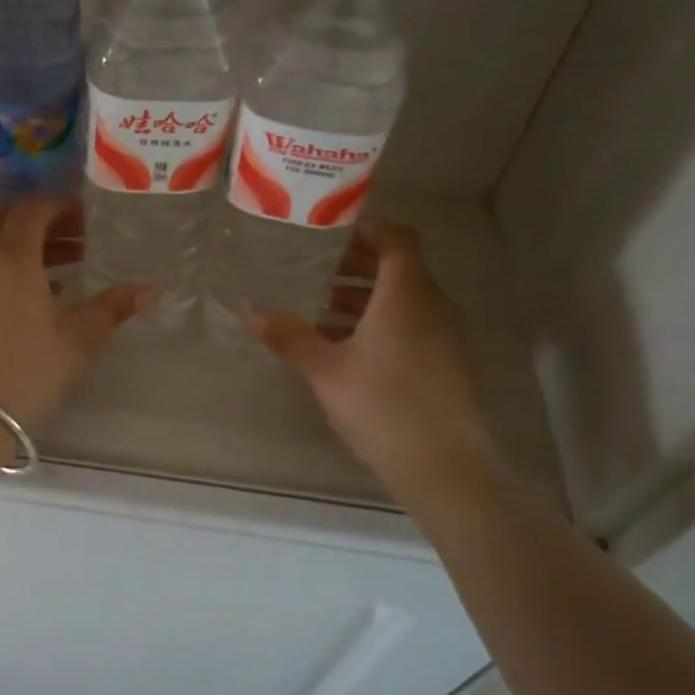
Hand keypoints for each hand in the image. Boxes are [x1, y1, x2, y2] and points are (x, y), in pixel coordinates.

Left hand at [0, 198, 150, 432]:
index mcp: (10, 257)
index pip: (32, 209)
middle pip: (9, 221)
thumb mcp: (80, 337)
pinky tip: (37, 298)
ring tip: (66, 269)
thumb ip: (113, 306)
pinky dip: (9, 270)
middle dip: (45, 223)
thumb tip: (149, 290)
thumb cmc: (29, 368)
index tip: (88, 219)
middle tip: (79, 239)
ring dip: (28, 248)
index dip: (62, 207)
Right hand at [247, 217, 500, 496]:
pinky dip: (379, 320)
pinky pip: (410, 323)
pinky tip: (344, 344)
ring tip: (320, 305)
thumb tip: (250, 312)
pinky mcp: (444, 361)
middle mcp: (431, 304)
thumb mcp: (326, 370)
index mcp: (406, 293)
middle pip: (398, 266)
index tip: (330, 231)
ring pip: (403, 297)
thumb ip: (289, 337)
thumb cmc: (383, 405)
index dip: (367, 228)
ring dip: (365, 295)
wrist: (444, 466)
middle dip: (357, 263)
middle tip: (315, 267)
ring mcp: (443, 334)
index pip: (396, 238)